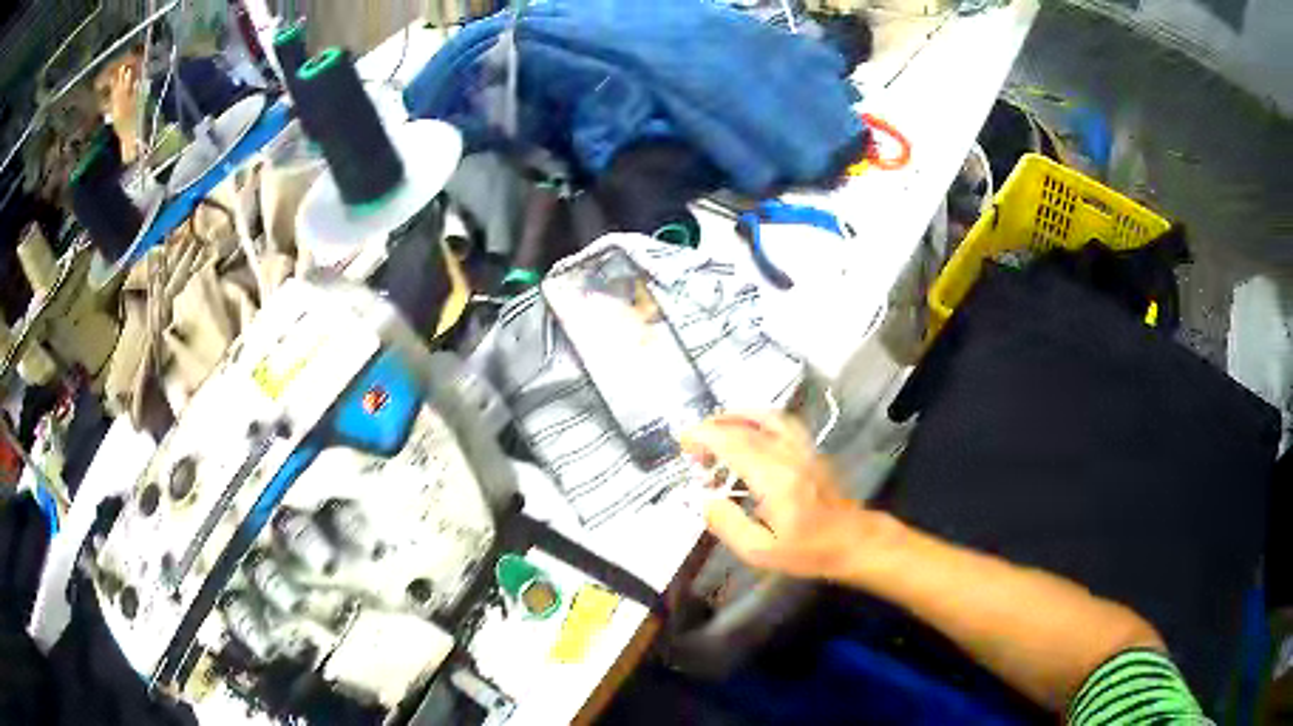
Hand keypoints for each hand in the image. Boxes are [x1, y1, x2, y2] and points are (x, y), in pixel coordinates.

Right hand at [681, 412, 882, 580]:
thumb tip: (705, 501)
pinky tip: (750, 430)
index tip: (684, 441)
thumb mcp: (760, 552)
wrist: (853, 542)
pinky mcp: (811, 451)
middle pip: (747, 426)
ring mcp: (803, 450)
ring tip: (716, 427)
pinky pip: (783, 423)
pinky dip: (759, 419)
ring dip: (738, 416)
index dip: (705, 436)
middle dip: (714, 427)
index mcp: (774, 479)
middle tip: (693, 443)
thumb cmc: (808, 551)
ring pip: (768, 417)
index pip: (734, 443)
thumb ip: (728, 525)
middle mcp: (789, 456)